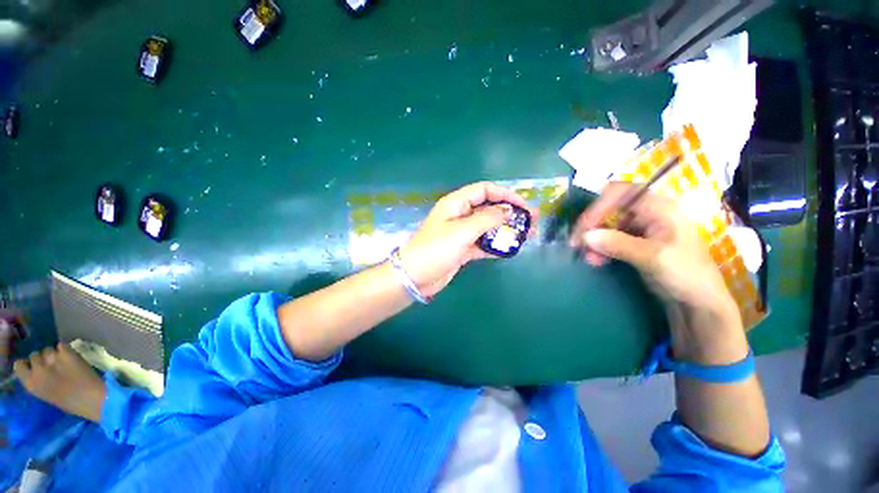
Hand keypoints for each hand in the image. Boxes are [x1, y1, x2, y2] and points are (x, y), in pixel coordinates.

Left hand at [399, 182, 537, 296]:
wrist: (415, 276)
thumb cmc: (436, 249)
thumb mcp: (462, 231)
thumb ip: (487, 219)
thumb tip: (509, 211)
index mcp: (456, 203)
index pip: (484, 190)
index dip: (505, 194)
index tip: (523, 205)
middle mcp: (460, 215)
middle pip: (488, 208)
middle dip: (510, 212)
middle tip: (532, 220)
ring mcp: (462, 233)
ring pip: (488, 226)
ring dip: (506, 229)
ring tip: (527, 234)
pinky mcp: (463, 249)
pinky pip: (483, 243)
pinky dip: (496, 245)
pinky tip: (510, 249)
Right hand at [570, 182, 736, 318]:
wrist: (699, 302)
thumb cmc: (686, 274)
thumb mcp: (653, 257)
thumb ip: (618, 243)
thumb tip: (586, 236)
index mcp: (659, 208)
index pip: (620, 193)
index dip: (599, 206)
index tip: (584, 228)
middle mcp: (648, 213)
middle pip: (610, 208)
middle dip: (592, 225)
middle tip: (578, 244)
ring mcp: (641, 229)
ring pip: (607, 225)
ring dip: (594, 239)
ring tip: (587, 257)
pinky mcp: (635, 243)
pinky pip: (610, 239)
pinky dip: (600, 248)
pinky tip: (596, 260)